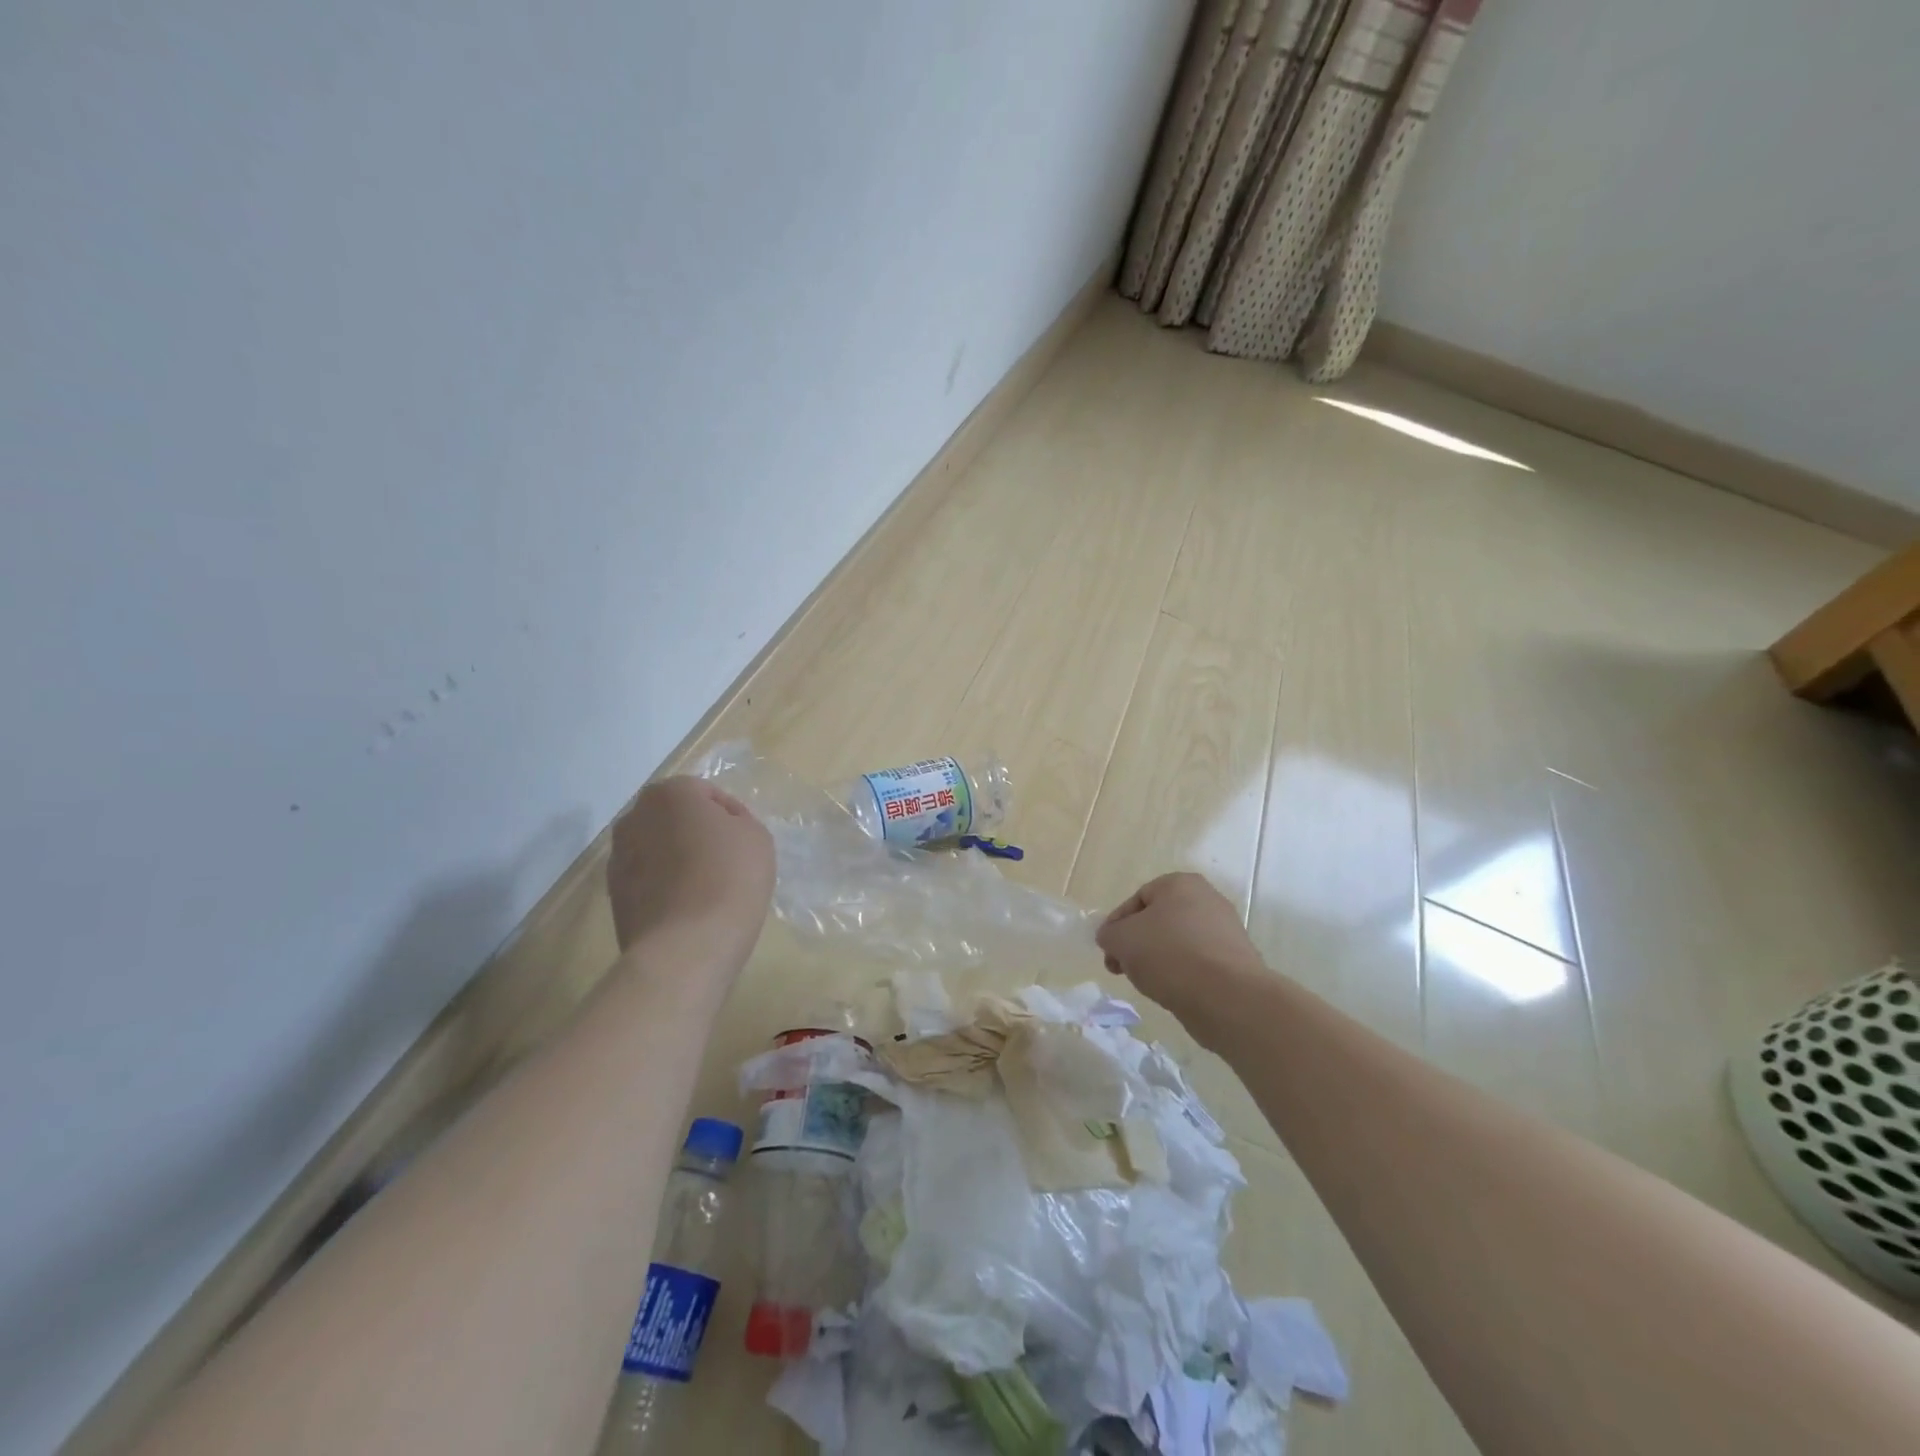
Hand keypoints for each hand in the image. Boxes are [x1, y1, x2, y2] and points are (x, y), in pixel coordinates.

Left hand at [607, 777, 774, 957]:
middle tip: (726, 860)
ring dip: (677, 859)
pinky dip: (664, 886)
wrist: (687, 946)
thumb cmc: (730, 878)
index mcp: (669, 793)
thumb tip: (718, 827)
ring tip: (705, 888)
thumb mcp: (756, 836)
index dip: (731, 815)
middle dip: (696, 832)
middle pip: (675, 818)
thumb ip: (737, 819)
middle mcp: (634, 817)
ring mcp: (618, 857)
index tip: (745, 842)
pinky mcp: (613, 895)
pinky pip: (648, 879)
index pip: (706, 793)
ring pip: (658, 848)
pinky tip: (688, 908)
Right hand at [1096, 872, 1267, 1043]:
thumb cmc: (1169, 955)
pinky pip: (1197, 964)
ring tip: (1148, 983)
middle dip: (1136, 944)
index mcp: (1180, 884)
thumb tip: (1111, 937)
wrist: (1227, 997)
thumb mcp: (1121, 939)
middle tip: (1121, 968)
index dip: (1116, 925)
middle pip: (1158, 921)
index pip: (1136, 899)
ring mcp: (1225, 931)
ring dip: (1157, 960)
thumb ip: (1109, 934)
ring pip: (1177, 943)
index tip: (1107, 950)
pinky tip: (1172, 992)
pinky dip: (1181, 975)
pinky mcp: (1236, 962)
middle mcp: (1207, 900)